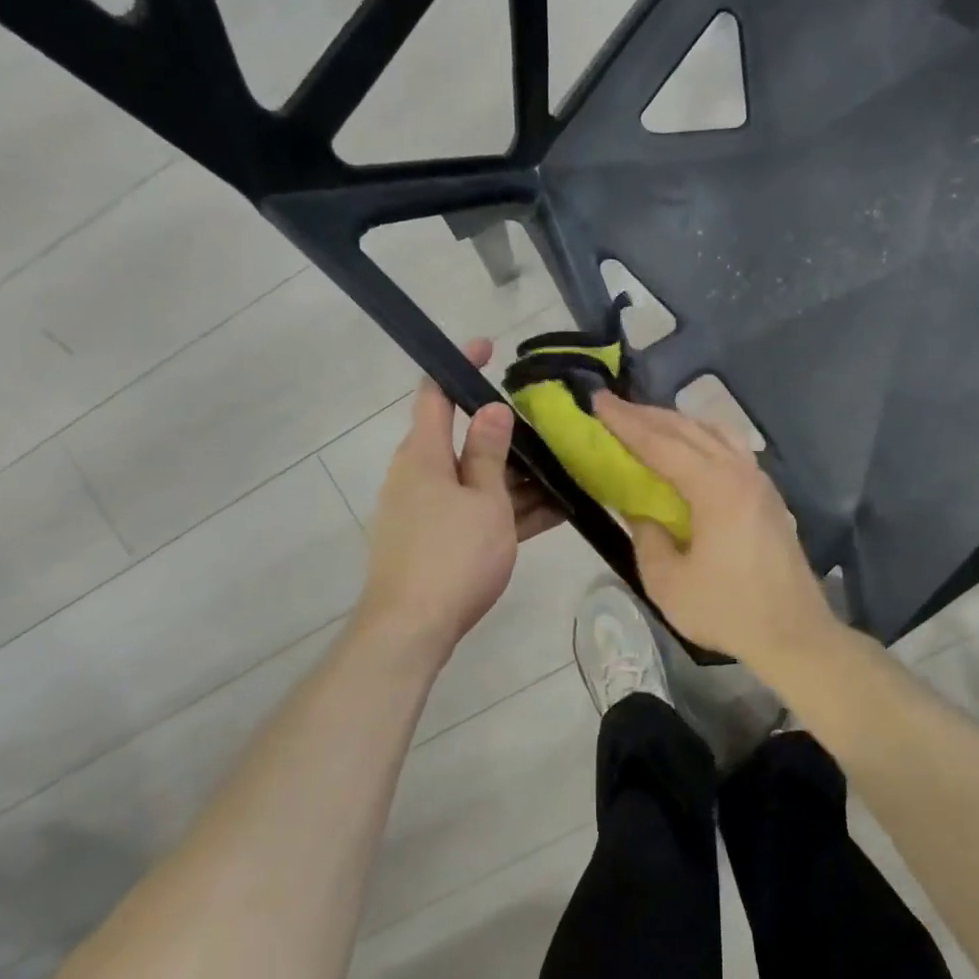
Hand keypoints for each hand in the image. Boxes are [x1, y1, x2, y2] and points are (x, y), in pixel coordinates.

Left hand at [359, 339, 562, 658]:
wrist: (412, 630)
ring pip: (477, 480)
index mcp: (423, 455)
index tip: (489, 349)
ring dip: (517, 476)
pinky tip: (555, 510)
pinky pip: (477, 512)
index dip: (460, 366)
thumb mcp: (483, 501)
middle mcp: (419, 476)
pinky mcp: (439, 540)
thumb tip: (491, 408)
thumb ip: (489, 453)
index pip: (435, 394)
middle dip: (508, 433)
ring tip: (567, 470)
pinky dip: (509, 508)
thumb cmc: (452, 556)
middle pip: (464, 440)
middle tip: (553, 427)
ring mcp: (428, 511)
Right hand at [594, 391, 835, 668]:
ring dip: (678, 424)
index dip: (626, 422)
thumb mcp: (668, 582)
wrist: (794, 634)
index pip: (662, 444)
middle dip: (648, 415)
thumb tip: (641, 512)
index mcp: (715, 488)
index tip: (598, 401)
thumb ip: (647, 538)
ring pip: (715, 434)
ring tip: (648, 423)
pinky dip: (702, 439)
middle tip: (613, 405)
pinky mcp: (769, 497)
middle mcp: (741, 473)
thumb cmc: (727, 611)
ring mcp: (760, 482)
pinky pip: (731, 450)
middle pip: (689, 430)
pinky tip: (690, 451)